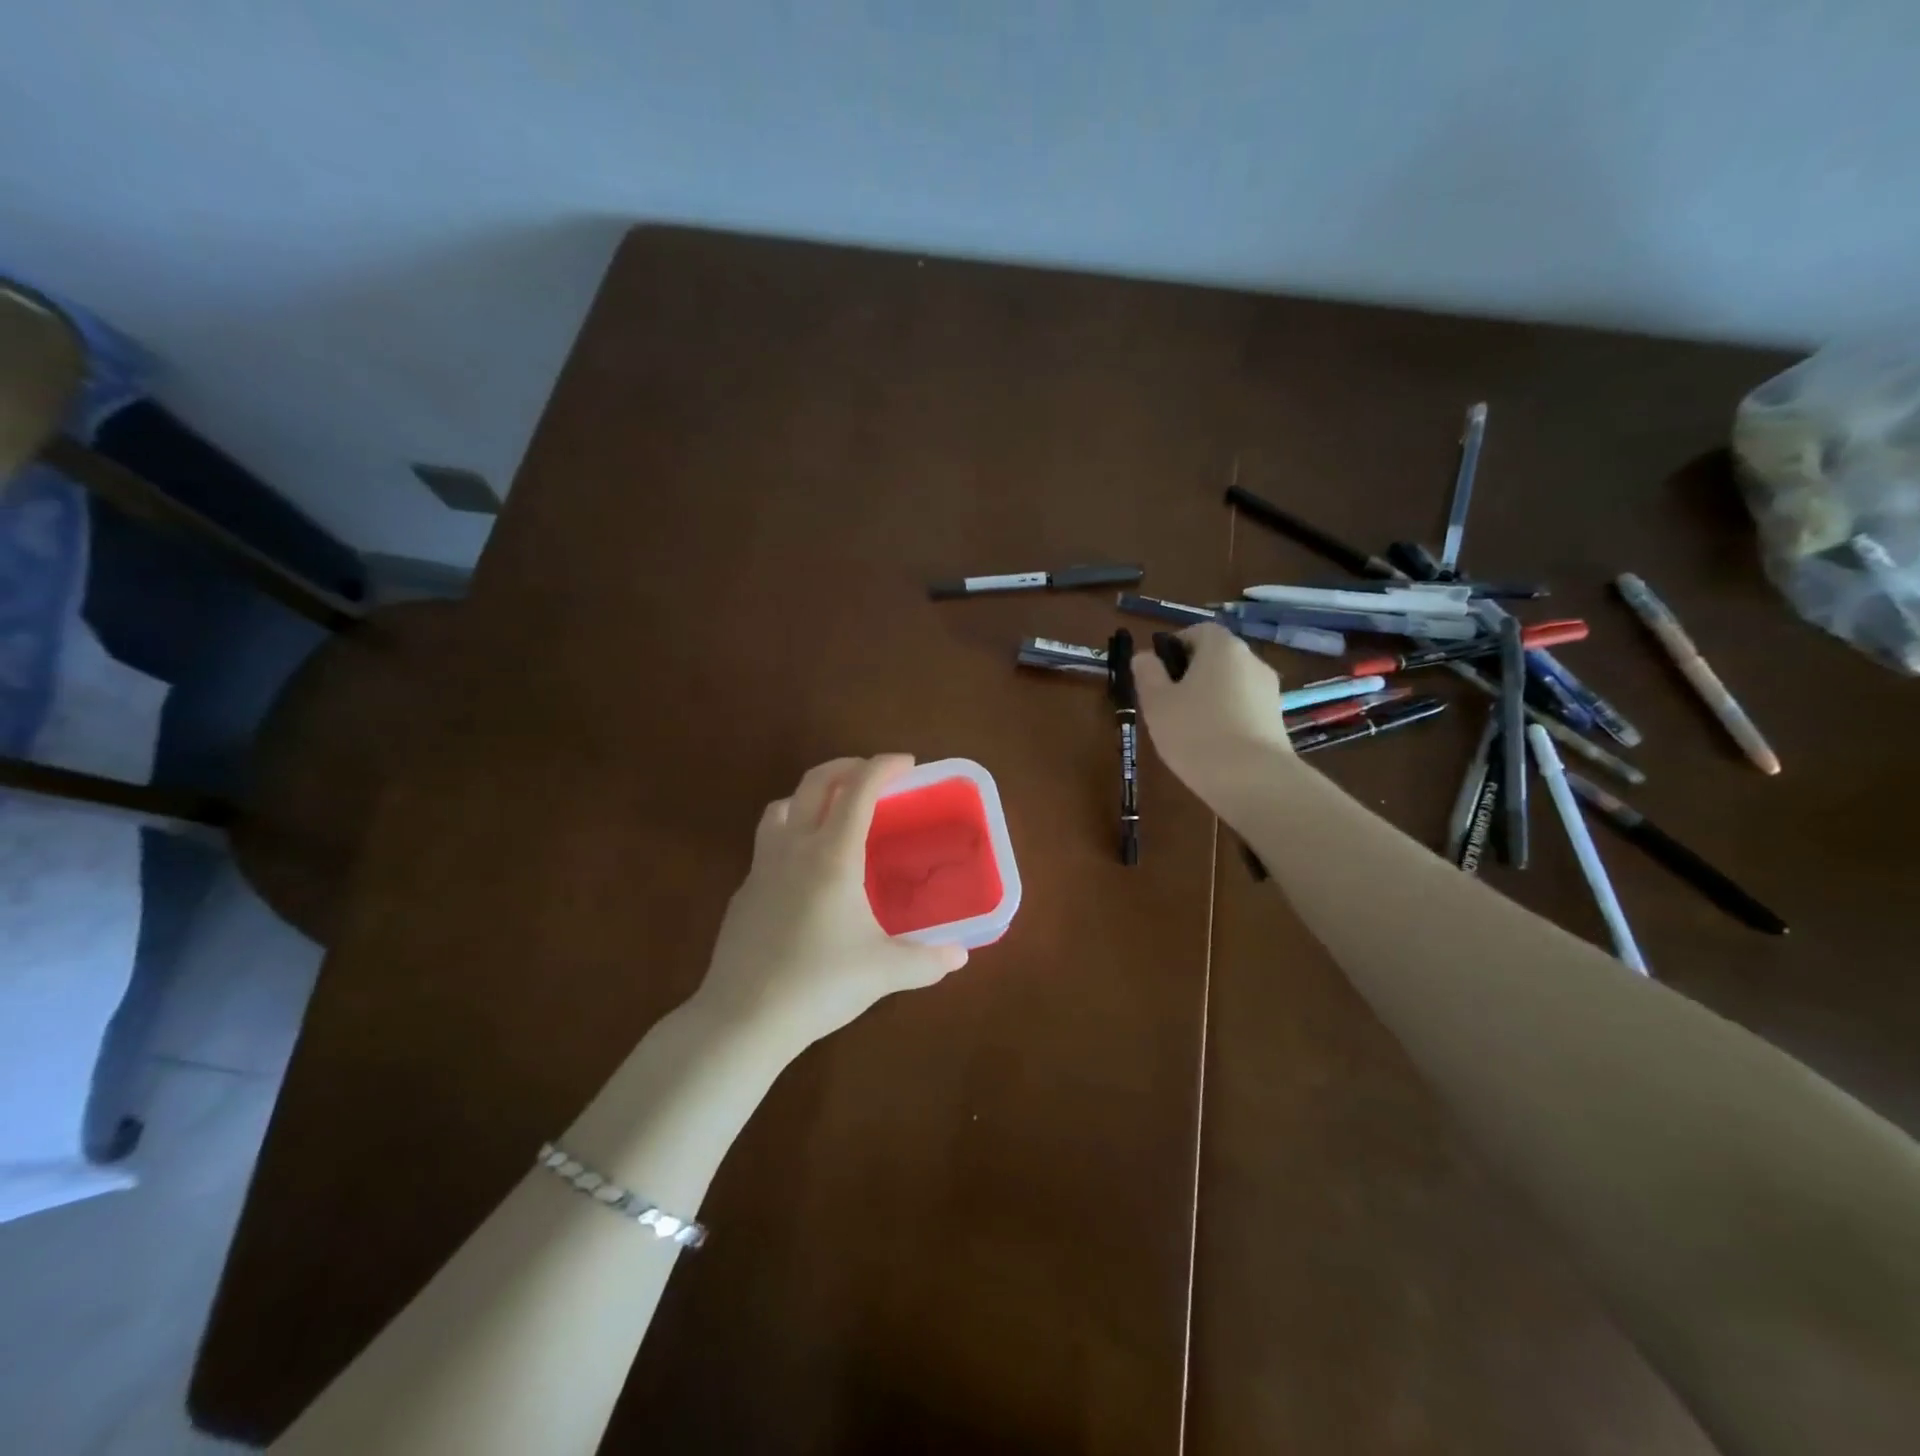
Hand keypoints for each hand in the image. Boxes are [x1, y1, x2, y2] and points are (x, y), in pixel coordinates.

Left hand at [694, 755, 967, 1049]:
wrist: (743, 1018)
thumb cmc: (819, 984)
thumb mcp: (883, 972)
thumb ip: (926, 961)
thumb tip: (960, 957)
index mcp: (832, 855)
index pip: (859, 790)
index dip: (884, 767)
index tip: (907, 763)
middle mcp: (794, 849)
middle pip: (816, 783)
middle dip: (846, 767)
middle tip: (873, 774)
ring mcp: (762, 869)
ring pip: (781, 808)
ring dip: (809, 796)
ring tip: (831, 813)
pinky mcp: (744, 894)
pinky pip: (766, 846)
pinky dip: (789, 837)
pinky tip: (803, 873)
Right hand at [1133, 625, 1293, 797]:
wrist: (1252, 780)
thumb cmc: (1195, 732)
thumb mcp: (1156, 702)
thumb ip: (1147, 673)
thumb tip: (1145, 656)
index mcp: (1222, 647)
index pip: (1197, 630)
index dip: (1174, 647)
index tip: (1156, 673)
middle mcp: (1251, 660)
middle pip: (1216, 657)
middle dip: (1191, 674)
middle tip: (1167, 703)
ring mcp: (1269, 690)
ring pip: (1230, 684)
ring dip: (1210, 697)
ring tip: (1188, 728)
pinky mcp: (1277, 719)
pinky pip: (1244, 708)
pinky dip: (1227, 717)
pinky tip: (1212, 744)